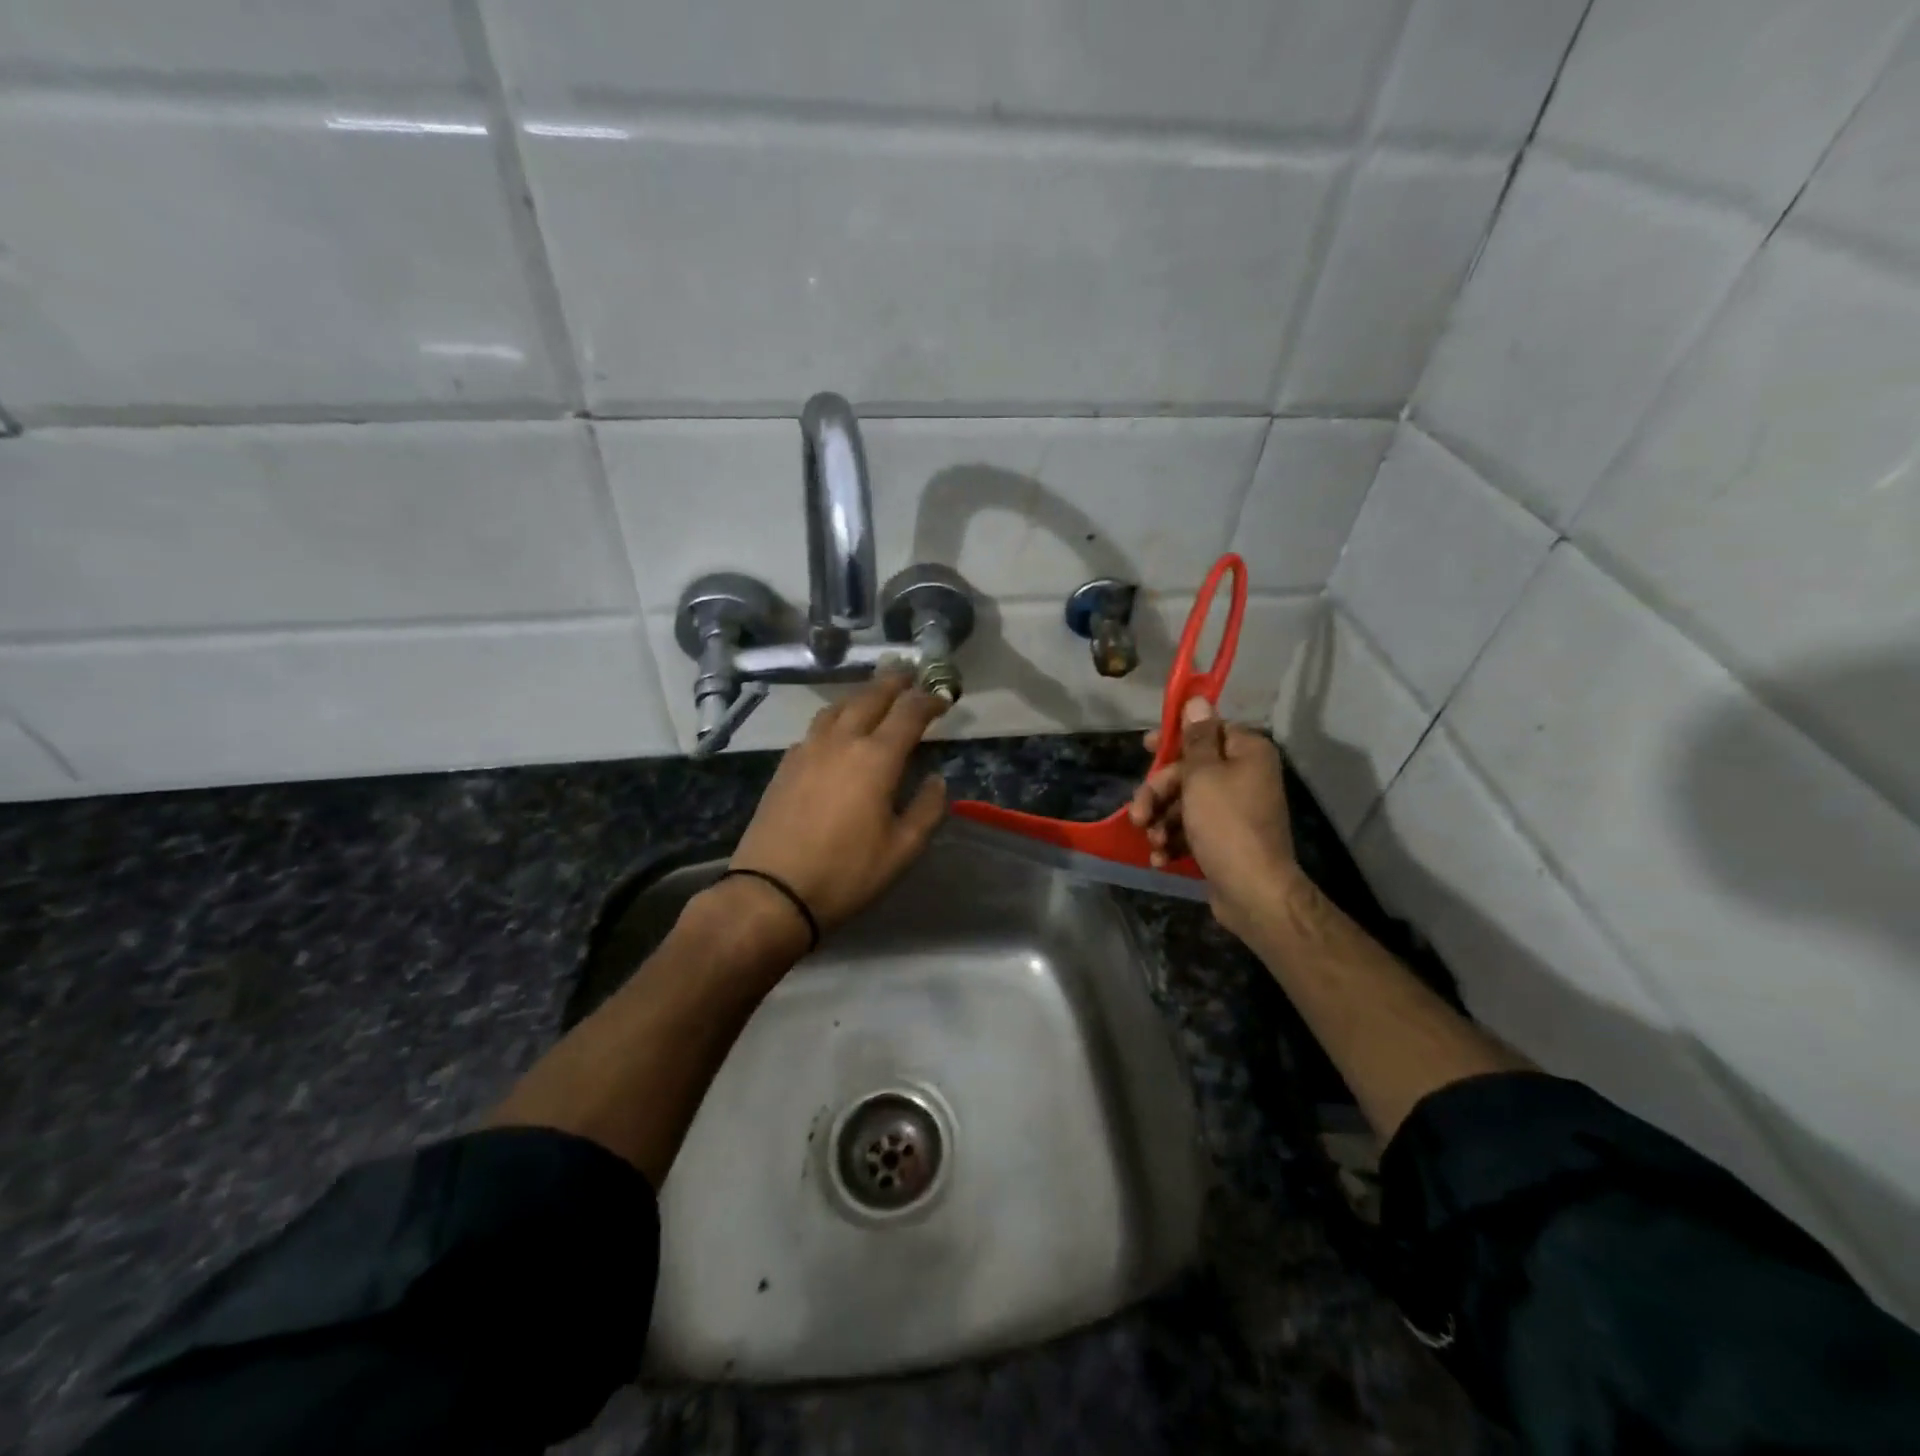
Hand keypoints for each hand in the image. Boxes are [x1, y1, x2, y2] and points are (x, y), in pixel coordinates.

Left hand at [729, 673, 949, 936]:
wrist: (772, 892)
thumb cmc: (846, 873)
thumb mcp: (902, 850)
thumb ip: (926, 809)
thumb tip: (936, 780)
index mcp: (876, 758)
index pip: (908, 712)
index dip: (929, 699)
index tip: (943, 697)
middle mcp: (841, 742)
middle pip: (869, 697)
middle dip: (893, 682)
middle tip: (909, 672)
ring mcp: (807, 750)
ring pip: (837, 707)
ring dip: (860, 695)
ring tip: (874, 694)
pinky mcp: (785, 765)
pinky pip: (815, 729)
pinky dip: (835, 719)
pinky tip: (836, 732)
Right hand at [1128, 698, 1297, 938]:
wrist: (1253, 892)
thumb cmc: (1226, 824)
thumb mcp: (1203, 775)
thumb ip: (1196, 738)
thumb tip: (1198, 699)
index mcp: (1247, 753)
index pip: (1208, 731)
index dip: (1175, 739)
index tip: (1148, 747)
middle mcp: (1245, 777)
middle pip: (1190, 771)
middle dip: (1159, 792)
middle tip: (1138, 813)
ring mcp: (1236, 811)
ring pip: (1186, 802)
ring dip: (1162, 820)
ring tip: (1152, 840)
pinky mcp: (1226, 839)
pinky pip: (1192, 829)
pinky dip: (1174, 840)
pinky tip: (1160, 857)